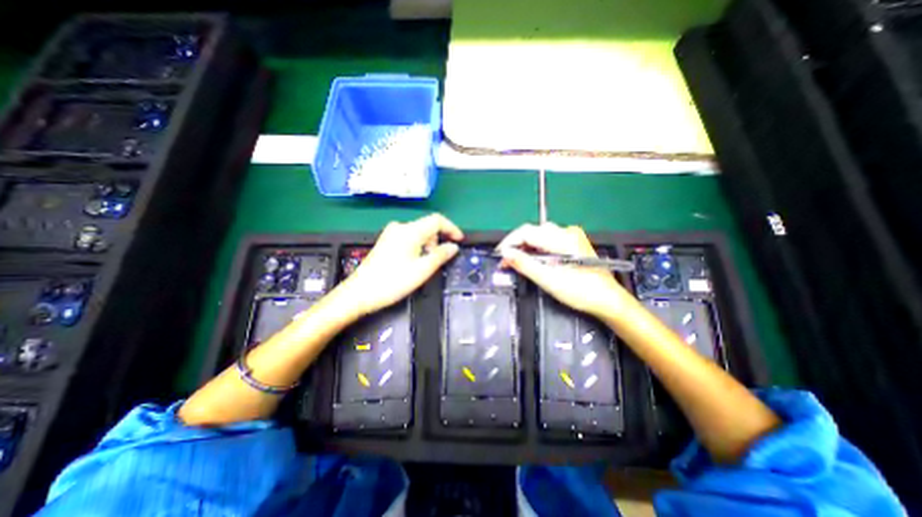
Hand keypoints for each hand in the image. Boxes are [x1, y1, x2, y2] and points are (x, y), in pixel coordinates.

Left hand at [336, 213, 464, 317]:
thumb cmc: (392, 282)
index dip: (451, 228)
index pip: (437, 220)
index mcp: (410, 231)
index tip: (460, 240)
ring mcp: (391, 234)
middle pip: (427, 226)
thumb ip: (441, 256)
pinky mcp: (386, 241)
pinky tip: (414, 262)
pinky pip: (409, 238)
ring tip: (426, 264)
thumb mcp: (422, 270)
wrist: (360, 293)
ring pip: (418, 233)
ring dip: (428, 245)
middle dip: (438, 240)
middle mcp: (400, 227)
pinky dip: (418, 246)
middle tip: (440, 259)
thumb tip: (453, 247)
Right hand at [497, 222, 634, 318]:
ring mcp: (572, 236)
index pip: (526, 232)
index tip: (499, 256)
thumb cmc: (580, 292)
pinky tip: (533, 260)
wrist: (608, 300)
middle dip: (517, 246)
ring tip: (517, 262)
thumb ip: (524, 264)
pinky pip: (549, 241)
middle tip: (506, 263)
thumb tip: (505, 253)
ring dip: (526, 248)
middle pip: (533, 232)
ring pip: (540, 236)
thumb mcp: (548, 279)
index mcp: (562, 238)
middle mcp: (567, 231)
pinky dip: (537, 250)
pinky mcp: (574, 243)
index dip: (509, 243)